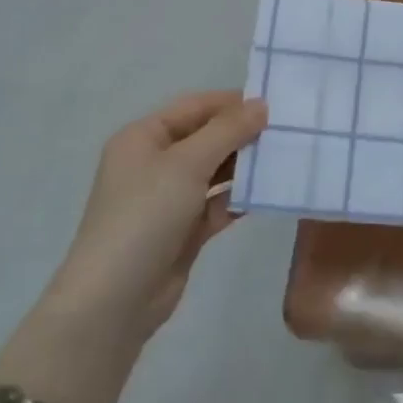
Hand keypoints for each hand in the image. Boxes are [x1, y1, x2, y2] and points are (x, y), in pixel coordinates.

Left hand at [45, 91, 267, 340]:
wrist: (115, 299)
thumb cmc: (145, 216)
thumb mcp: (186, 164)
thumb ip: (226, 131)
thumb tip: (261, 104)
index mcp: (142, 138)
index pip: (193, 107)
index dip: (231, 103)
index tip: (274, 105)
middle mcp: (153, 163)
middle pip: (205, 138)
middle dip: (242, 135)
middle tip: (287, 133)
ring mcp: (168, 199)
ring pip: (214, 172)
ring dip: (244, 167)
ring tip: (285, 159)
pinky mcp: (183, 231)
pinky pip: (217, 205)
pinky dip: (239, 199)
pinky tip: (269, 195)